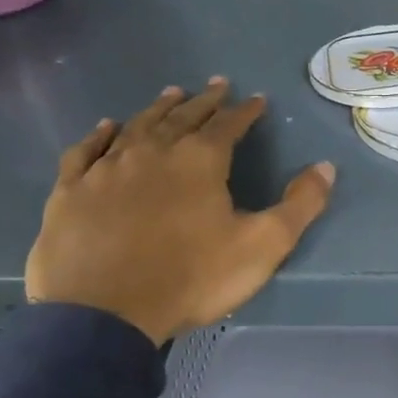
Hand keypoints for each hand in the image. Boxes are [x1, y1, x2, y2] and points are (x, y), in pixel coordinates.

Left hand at [24, 79, 334, 345]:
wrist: (104, 313)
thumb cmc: (191, 278)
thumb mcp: (263, 246)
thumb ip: (299, 205)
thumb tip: (326, 166)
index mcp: (200, 161)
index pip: (228, 125)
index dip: (245, 110)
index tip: (256, 98)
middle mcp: (153, 152)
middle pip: (182, 117)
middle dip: (204, 101)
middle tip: (216, 84)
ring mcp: (107, 169)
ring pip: (137, 126)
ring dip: (158, 109)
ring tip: (171, 94)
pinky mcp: (71, 191)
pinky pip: (86, 151)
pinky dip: (99, 135)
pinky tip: (107, 127)